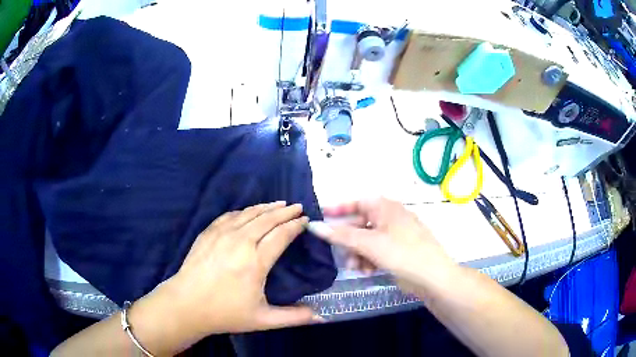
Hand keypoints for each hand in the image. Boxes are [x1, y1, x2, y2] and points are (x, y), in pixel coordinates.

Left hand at [141, 202, 320, 341]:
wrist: (186, 304)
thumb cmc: (225, 313)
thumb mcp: (263, 320)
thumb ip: (294, 317)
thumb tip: (321, 317)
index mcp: (255, 262)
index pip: (281, 236)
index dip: (295, 226)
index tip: (305, 220)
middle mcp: (240, 242)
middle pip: (267, 219)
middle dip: (285, 211)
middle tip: (298, 206)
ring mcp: (221, 235)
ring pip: (248, 214)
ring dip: (266, 207)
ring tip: (279, 203)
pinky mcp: (208, 233)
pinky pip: (229, 216)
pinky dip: (244, 211)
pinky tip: (248, 212)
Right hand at [308, 197, 457, 294]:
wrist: (433, 277)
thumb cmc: (402, 253)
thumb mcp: (369, 243)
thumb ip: (341, 235)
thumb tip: (314, 226)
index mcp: (385, 207)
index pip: (356, 202)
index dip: (338, 209)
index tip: (320, 218)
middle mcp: (390, 217)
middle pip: (360, 224)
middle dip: (348, 240)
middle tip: (337, 253)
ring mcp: (395, 235)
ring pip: (366, 240)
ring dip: (357, 253)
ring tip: (355, 267)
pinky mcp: (398, 251)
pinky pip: (376, 251)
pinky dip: (369, 260)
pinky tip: (367, 271)